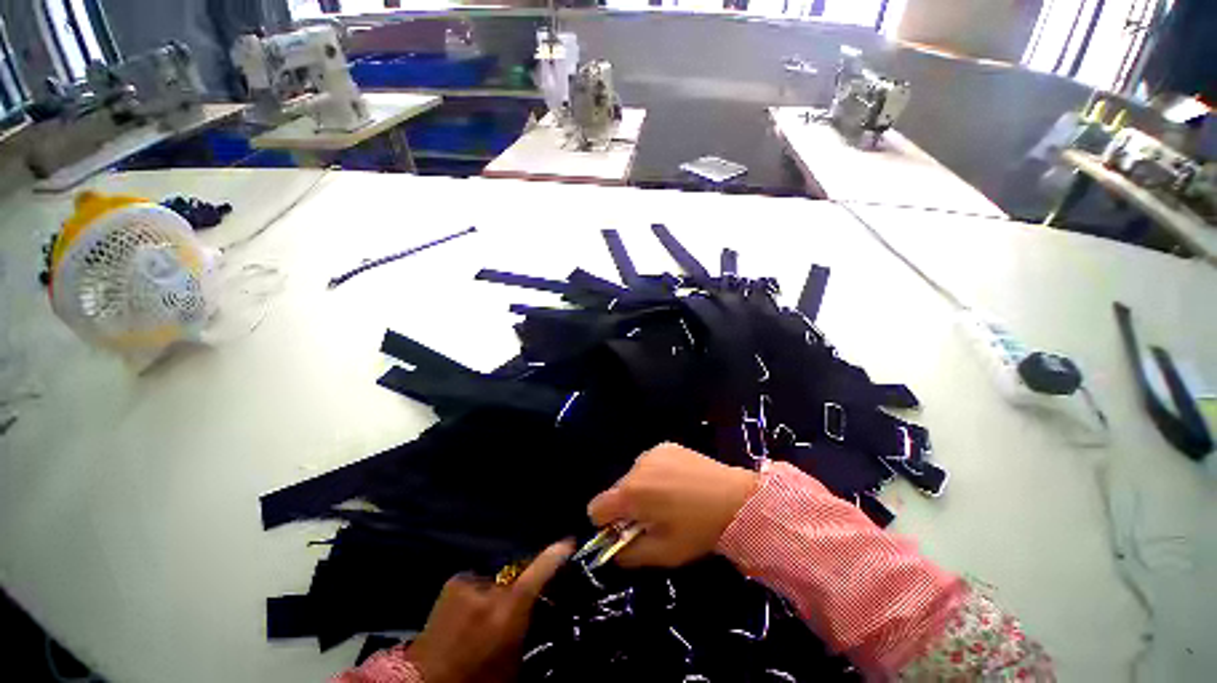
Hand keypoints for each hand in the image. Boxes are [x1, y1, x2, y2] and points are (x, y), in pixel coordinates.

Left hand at [406, 540, 573, 682]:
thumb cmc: (478, 679)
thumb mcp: (513, 661)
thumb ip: (526, 625)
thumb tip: (539, 604)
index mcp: (506, 612)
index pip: (538, 572)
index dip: (555, 554)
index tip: (569, 542)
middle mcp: (488, 590)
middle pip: (517, 575)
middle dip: (520, 585)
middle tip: (519, 603)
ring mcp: (467, 583)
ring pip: (496, 579)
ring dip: (497, 591)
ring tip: (489, 613)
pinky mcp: (452, 582)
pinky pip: (478, 582)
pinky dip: (480, 592)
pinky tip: (471, 612)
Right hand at [587, 442, 758, 567]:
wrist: (735, 498)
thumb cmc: (698, 529)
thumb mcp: (664, 553)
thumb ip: (630, 555)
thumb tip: (614, 551)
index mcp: (630, 494)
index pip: (596, 508)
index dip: (606, 525)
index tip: (626, 532)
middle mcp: (635, 467)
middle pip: (616, 492)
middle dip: (627, 507)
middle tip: (654, 519)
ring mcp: (651, 452)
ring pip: (633, 477)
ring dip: (641, 490)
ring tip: (669, 500)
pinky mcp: (666, 446)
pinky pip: (649, 463)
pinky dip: (655, 475)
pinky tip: (678, 483)